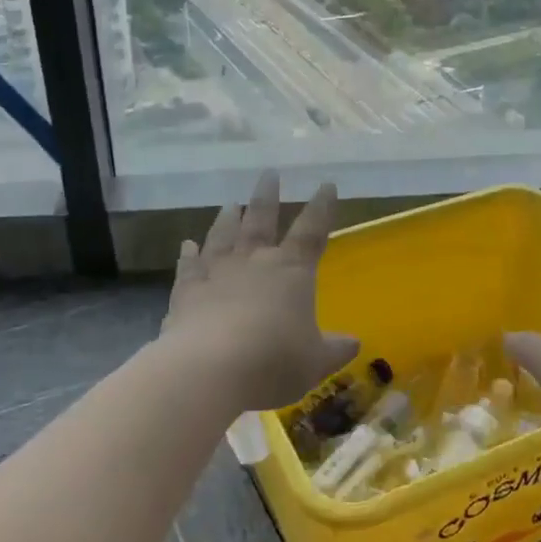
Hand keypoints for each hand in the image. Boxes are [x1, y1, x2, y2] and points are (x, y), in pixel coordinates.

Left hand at [162, 171, 359, 412]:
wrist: (209, 368)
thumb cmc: (274, 360)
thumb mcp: (315, 361)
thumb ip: (334, 349)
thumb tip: (354, 343)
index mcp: (291, 270)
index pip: (312, 231)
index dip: (322, 208)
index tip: (326, 185)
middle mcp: (254, 261)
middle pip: (261, 220)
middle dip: (267, 196)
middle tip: (269, 174)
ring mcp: (216, 273)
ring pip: (223, 236)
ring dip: (227, 219)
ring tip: (230, 204)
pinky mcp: (186, 292)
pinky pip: (188, 266)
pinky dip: (188, 255)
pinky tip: (186, 245)